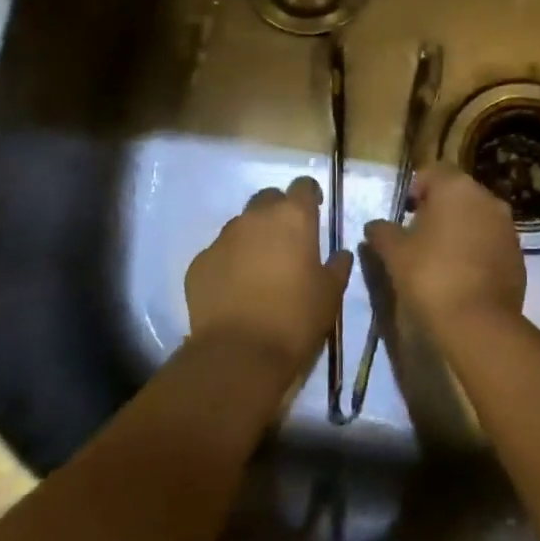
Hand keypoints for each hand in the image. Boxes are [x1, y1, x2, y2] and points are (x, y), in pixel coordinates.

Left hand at [185, 175, 351, 374]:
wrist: (239, 354)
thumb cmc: (296, 318)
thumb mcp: (330, 294)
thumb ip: (337, 266)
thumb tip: (340, 254)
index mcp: (293, 217)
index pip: (303, 186)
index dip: (310, 195)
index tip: (315, 210)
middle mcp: (255, 218)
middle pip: (268, 199)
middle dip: (278, 212)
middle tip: (288, 240)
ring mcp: (222, 238)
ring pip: (241, 225)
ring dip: (253, 237)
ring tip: (260, 269)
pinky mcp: (199, 262)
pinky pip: (219, 253)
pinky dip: (229, 262)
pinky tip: (235, 289)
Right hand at [363, 164, 525, 337]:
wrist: (478, 323)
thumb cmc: (430, 275)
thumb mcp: (394, 253)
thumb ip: (382, 232)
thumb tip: (374, 226)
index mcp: (457, 188)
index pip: (434, 172)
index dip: (416, 188)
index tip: (405, 213)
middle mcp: (488, 199)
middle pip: (458, 193)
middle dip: (439, 209)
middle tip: (419, 235)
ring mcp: (508, 227)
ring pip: (478, 218)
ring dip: (460, 229)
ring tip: (440, 257)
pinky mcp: (518, 255)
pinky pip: (492, 243)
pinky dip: (477, 250)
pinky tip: (462, 275)